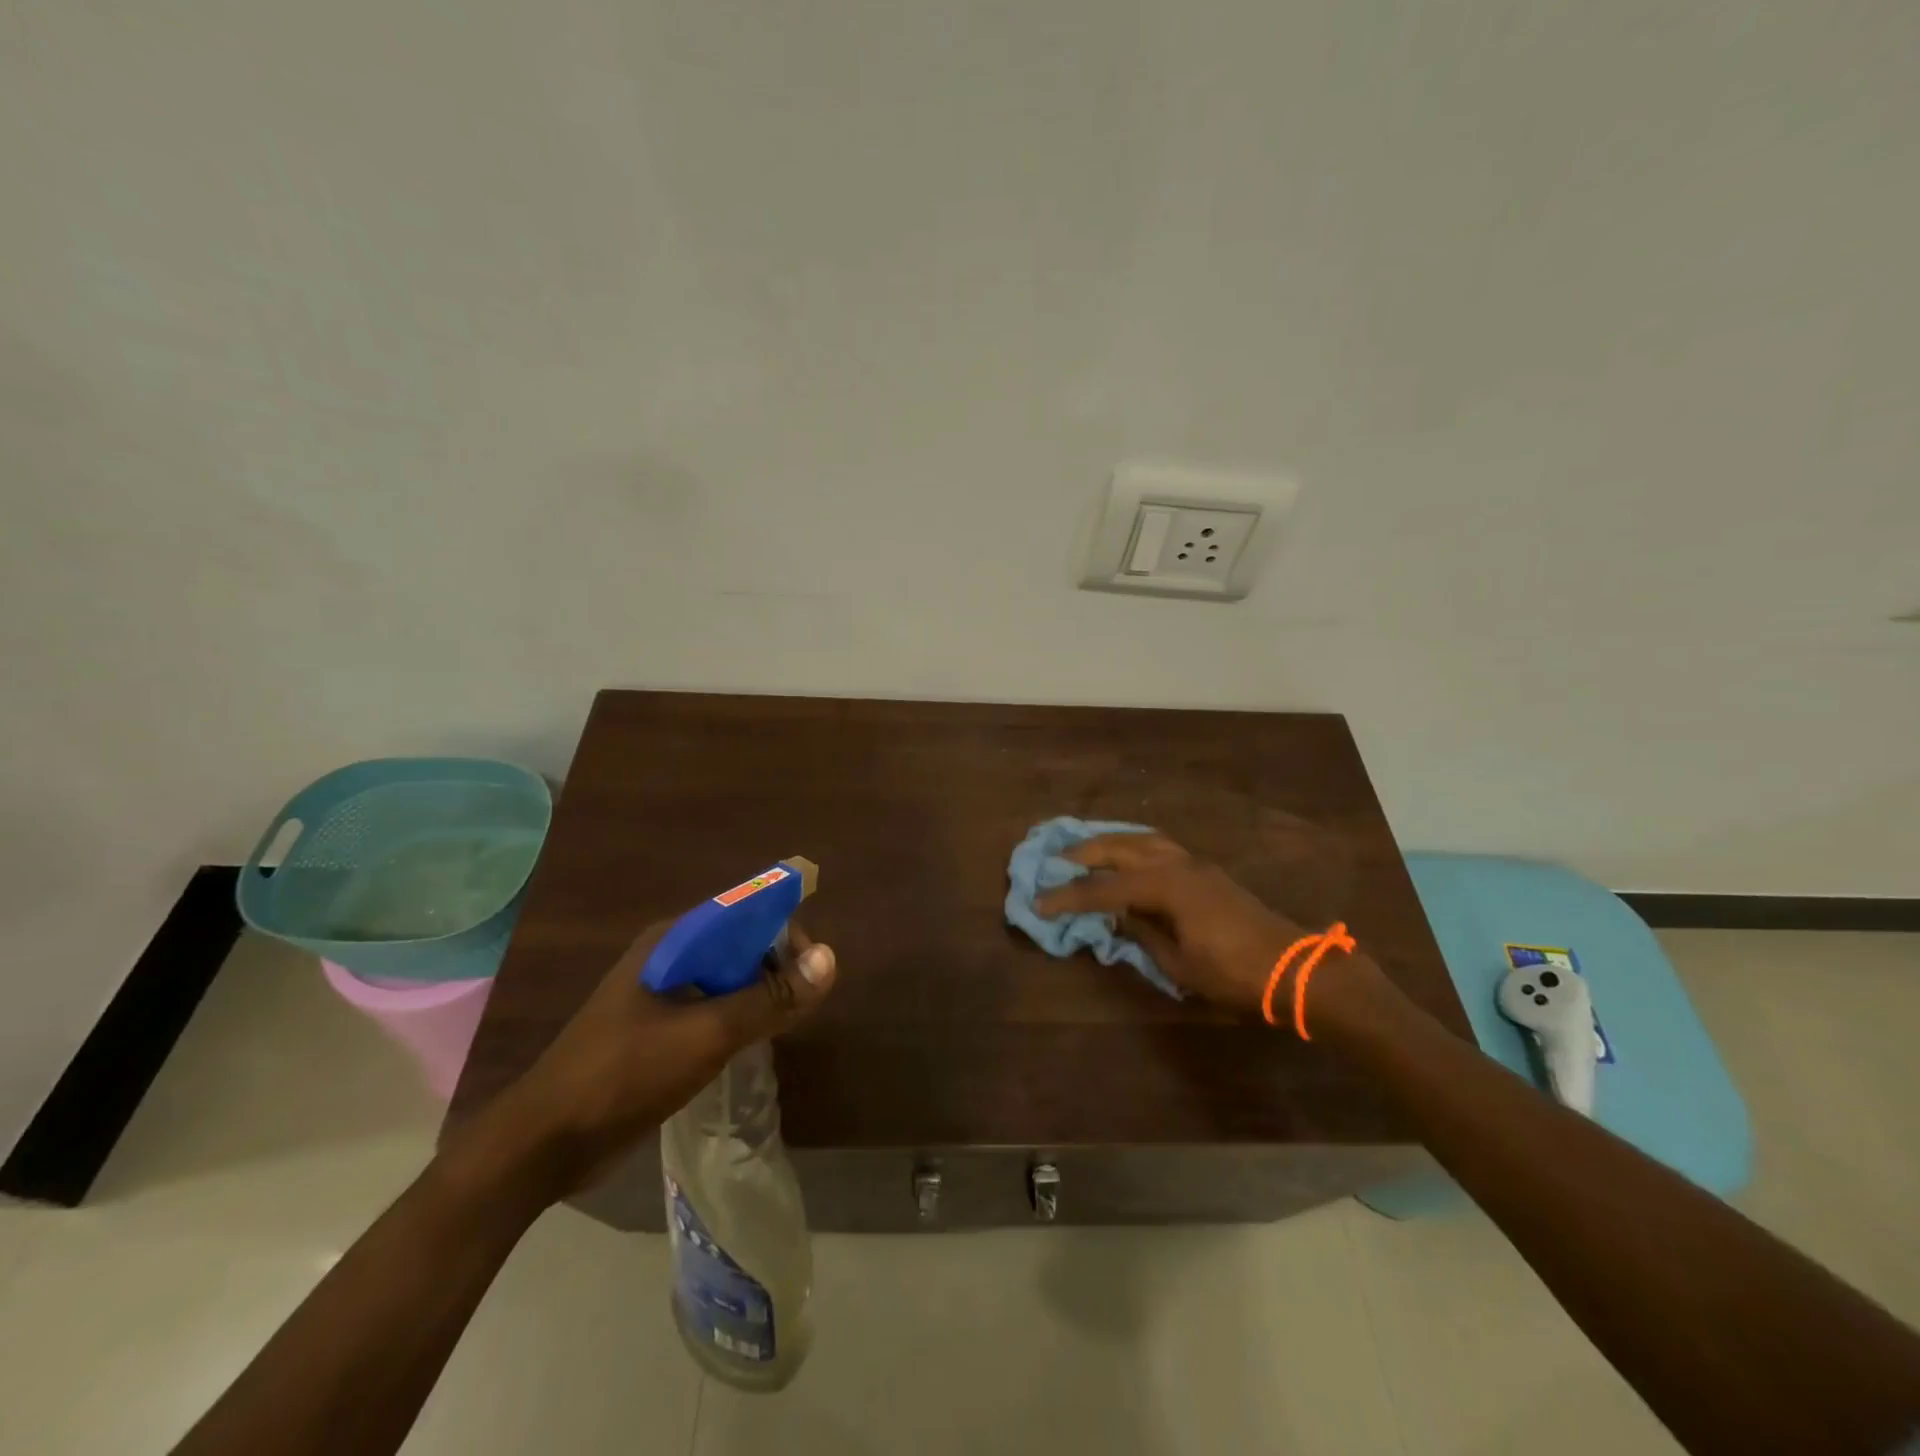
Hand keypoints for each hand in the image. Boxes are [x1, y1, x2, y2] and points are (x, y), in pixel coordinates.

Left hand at [466, 919, 836, 1200]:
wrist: (545, 1144)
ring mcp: (659, 995)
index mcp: (673, 941)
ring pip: (726, 978)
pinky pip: (711, 1008)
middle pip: (738, 943)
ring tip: (787, 1022)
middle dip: (776, 964)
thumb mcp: (706, 1034)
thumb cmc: (625, 1074)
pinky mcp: (656, 1030)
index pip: (744, 910)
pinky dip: (739, 1017)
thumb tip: (829, 961)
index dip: (784, 929)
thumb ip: (769, 998)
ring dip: (759, 993)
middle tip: (802, 1003)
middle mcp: (668, 957)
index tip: (813, 967)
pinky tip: (754, 1042)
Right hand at [1033, 833, 1307, 1013]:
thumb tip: (1117, 916)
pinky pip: (1160, 846)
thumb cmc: (1234, 973)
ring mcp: (1194, 864)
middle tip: (1054, 858)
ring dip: (1111, 842)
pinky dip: (1135, 845)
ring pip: (1142, 839)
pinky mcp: (1206, 871)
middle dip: (1084, 853)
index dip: (1069, 896)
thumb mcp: (1179, 964)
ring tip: (1086, 848)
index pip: (1104, 889)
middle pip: (1120, 849)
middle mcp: (1176, 865)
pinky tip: (1127, 854)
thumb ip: (1143, 934)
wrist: (1293, 968)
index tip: (1040, 901)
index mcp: (1166, 887)